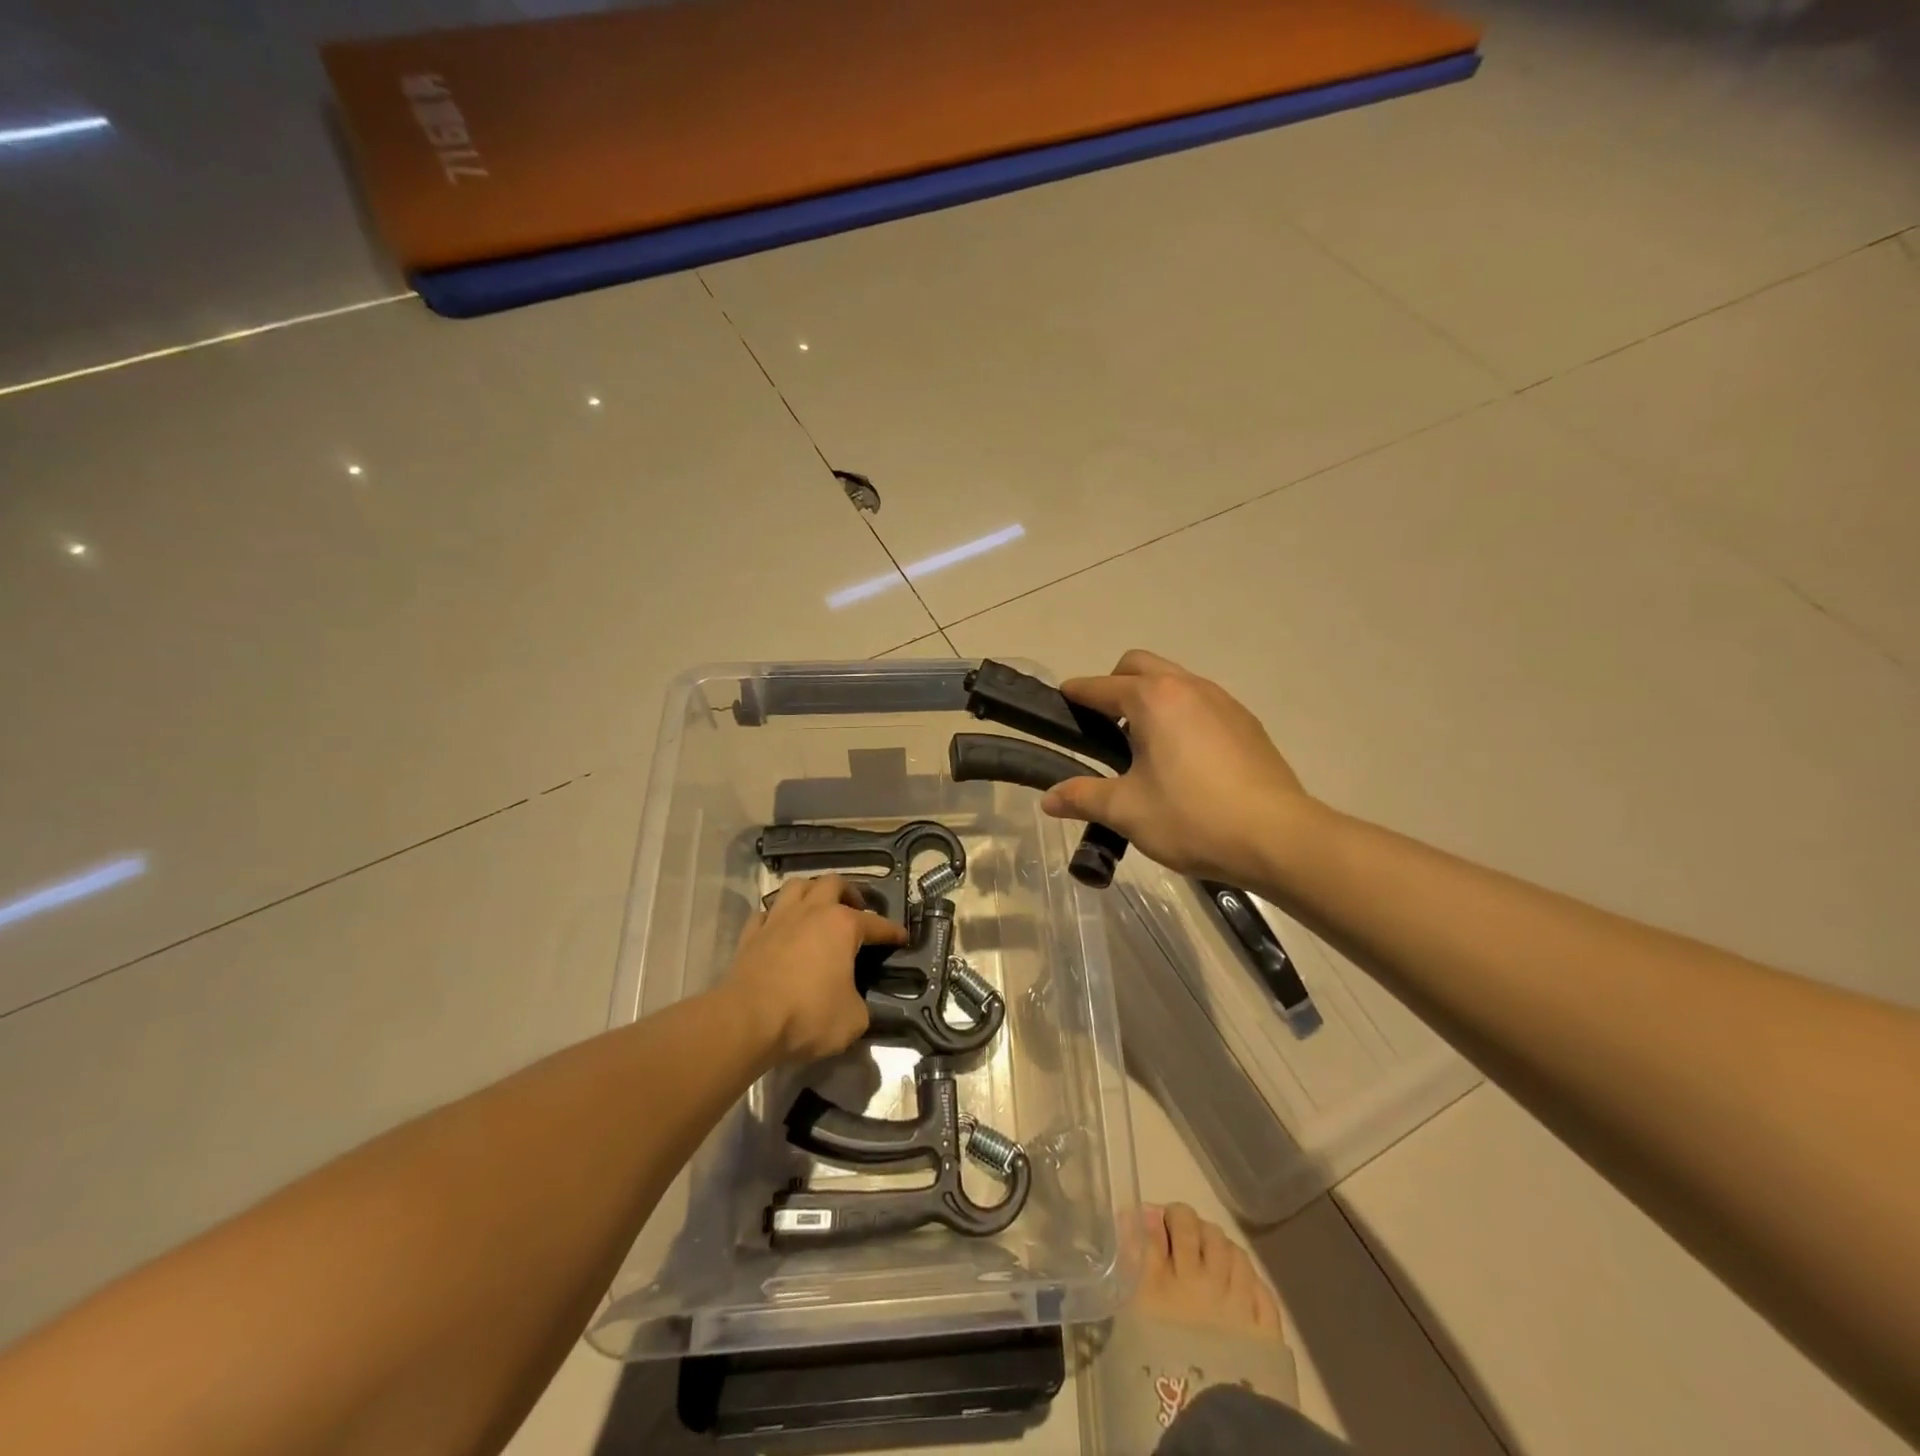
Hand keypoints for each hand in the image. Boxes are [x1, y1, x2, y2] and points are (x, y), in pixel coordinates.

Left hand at [721, 874, 907, 1062]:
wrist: (747, 1021)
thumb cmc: (807, 1015)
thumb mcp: (852, 1020)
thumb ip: (861, 1005)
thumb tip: (856, 1003)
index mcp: (842, 925)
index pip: (876, 923)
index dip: (892, 931)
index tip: (902, 938)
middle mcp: (811, 912)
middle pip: (833, 883)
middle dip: (849, 893)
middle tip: (856, 910)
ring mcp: (777, 919)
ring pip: (796, 886)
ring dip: (811, 892)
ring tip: (817, 909)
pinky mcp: (750, 935)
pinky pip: (765, 913)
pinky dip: (776, 917)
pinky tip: (780, 929)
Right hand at [1040, 650, 1315, 884]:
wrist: (1279, 838)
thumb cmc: (1193, 818)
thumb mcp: (1127, 811)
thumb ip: (1083, 797)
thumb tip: (1048, 799)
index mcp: (1153, 699)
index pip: (1100, 686)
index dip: (1075, 694)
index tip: (1060, 703)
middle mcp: (1188, 687)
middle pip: (1138, 665)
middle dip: (1113, 685)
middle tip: (1102, 725)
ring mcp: (1223, 701)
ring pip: (1174, 680)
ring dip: (1150, 697)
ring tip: (1142, 743)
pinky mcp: (1246, 722)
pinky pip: (1201, 701)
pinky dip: (1180, 712)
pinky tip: (1183, 757)